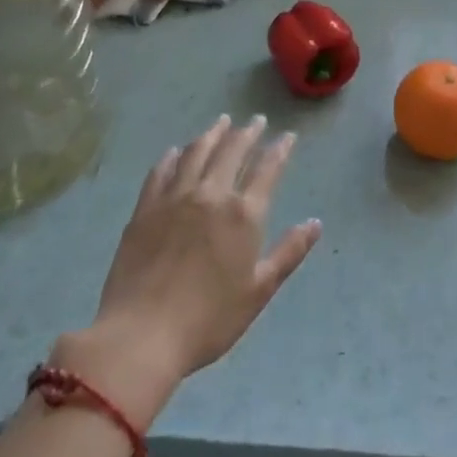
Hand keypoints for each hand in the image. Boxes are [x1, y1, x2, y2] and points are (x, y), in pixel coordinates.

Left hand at [54, 115, 320, 426]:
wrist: (141, 335)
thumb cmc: (209, 320)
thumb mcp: (259, 291)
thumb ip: (289, 252)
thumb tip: (315, 223)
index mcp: (243, 214)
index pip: (267, 169)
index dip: (279, 150)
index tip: (287, 136)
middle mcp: (211, 195)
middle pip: (231, 152)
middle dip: (247, 133)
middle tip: (255, 121)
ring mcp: (174, 198)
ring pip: (196, 153)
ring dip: (212, 134)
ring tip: (221, 122)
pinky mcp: (145, 209)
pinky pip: (161, 171)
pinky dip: (172, 156)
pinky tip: (176, 151)